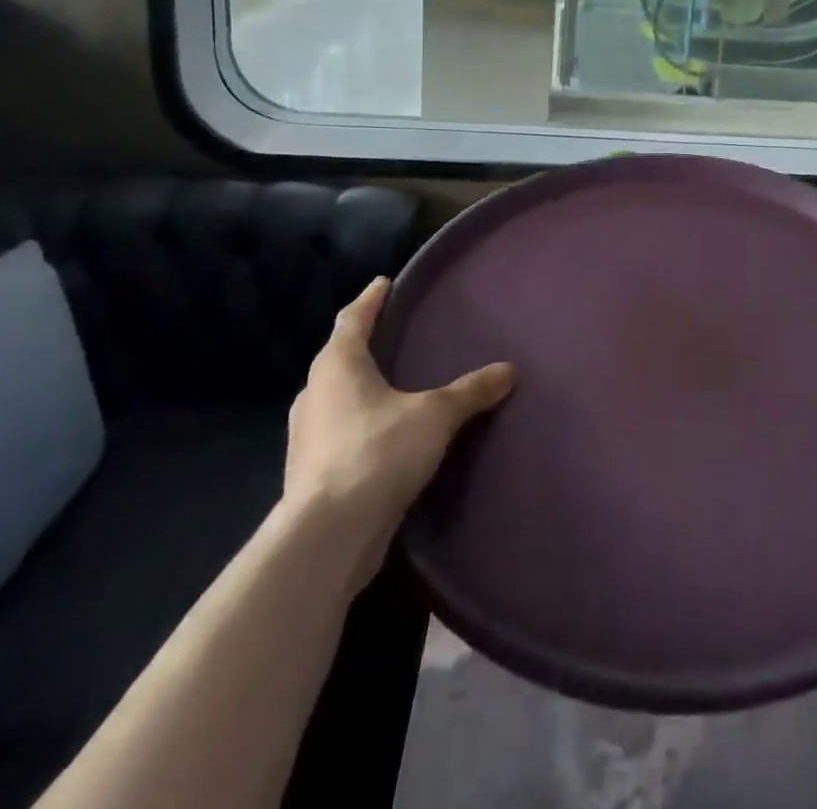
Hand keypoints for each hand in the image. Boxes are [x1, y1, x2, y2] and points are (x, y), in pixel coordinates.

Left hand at [283, 276, 514, 585]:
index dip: (370, 299)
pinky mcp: (310, 471)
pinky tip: (382, 433)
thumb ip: (471, 391)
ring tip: (390, 382)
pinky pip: (338, 431)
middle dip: (362, 343)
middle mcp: (315, 393)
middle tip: (392, 333)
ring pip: (335, 396)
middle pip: (338, 357)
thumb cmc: (378, 452)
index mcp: (338, 365)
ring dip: (358, 386)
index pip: (352, 319)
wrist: (328, 536)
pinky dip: (358, 422)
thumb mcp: (435, 415)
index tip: (383, 282)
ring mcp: (307, 435)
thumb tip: (509, 369)